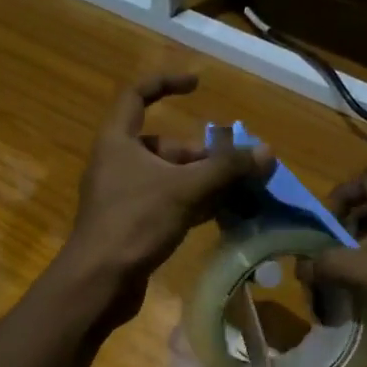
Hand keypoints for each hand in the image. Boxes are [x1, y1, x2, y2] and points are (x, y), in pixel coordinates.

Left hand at [60, 74, 271, 300]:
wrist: (98, 282)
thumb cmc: (135, 223)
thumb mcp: (185, 189)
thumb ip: (226, 169)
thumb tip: (267, 152)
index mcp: (117, 140)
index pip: (137, 95)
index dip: (166, 83)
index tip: (198, 85)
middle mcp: (116, 163)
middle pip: (163, 145)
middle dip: (201, 154)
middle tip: (235, 169)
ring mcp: (122, 196)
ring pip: (168, 178)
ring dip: (202, 182)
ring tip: (238, 192)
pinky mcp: (131, 225)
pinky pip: (166, 204)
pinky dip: (192, 204)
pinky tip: (220, 214)